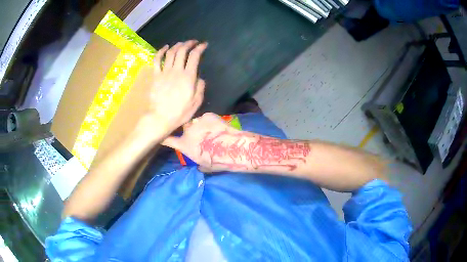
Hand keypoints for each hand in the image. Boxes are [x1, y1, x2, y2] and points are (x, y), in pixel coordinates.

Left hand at [140, 40, 207, 135]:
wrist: (160, 118)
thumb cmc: (180, 112)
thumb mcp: (196, 103)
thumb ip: (200, 88)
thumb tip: (200, 78)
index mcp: (188, 77)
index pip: (194, 56)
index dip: (199, 48)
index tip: (203, 45)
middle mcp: (176, 71)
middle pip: (182, 51)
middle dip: (188, 43)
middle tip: (192, 42)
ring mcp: (164, 72)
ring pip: (170, 53)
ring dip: (177, 45)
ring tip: (181, 44)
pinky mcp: (155, 76)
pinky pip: (157, 60)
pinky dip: (161, 52)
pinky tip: (165, 47)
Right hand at [162, 113, 240, 171]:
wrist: (230, 148)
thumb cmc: (216, 161)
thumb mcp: (204, 167)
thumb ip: (198, 164)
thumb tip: (199, 166)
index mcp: (184, 145)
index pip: (168, 140)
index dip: (164, 137)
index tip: (161, 135)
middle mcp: (187, 131)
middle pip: (184, 128)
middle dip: (188, 131)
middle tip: (198, 136)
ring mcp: (197, 122)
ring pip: (195, 122)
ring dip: (199, 126)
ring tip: (209, 132)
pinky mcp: (208, 115)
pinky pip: (206, 118)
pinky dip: (209, 122)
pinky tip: (216, 127)